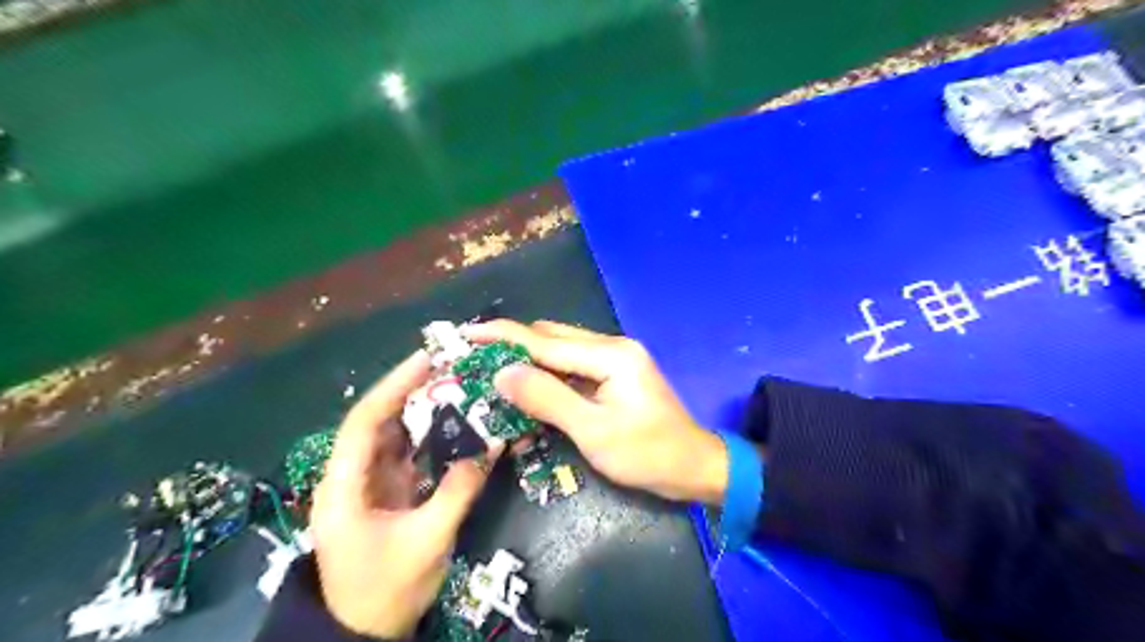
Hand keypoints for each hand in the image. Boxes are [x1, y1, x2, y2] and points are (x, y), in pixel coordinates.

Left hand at [308, 353, 502, 639]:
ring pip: (392, 435)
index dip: (393, 385)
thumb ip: (458, 491)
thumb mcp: (426, 542)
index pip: (363, 422)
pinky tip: (453, 424)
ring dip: (421, 410)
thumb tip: (492, 444)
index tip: (427, 358)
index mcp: (343, 487)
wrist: (362, 634)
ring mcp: (367, 484)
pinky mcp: (384, 493)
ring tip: (456, 386)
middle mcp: (349, 476)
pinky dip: (428, 436)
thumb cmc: (386, 590)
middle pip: (377, 421)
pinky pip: (406, 454)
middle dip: (411, 391)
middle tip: (450, 367)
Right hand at [462, 321, 721, 505]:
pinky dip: (547, 372)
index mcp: (610, 355)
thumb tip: (502, 372)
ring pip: (561, 349)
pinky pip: (572, 366)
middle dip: (512, 345)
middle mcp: (612, 347)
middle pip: (552, 338)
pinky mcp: (615, 374)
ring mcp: (615, 359)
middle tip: (474, 357)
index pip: (545, 341)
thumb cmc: (647, 454)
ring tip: (492, 368)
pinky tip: (527, 384)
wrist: (693, 467)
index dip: (503, 336)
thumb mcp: (593, 431)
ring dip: (528, 358)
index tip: (466, 333)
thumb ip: (547, 398)